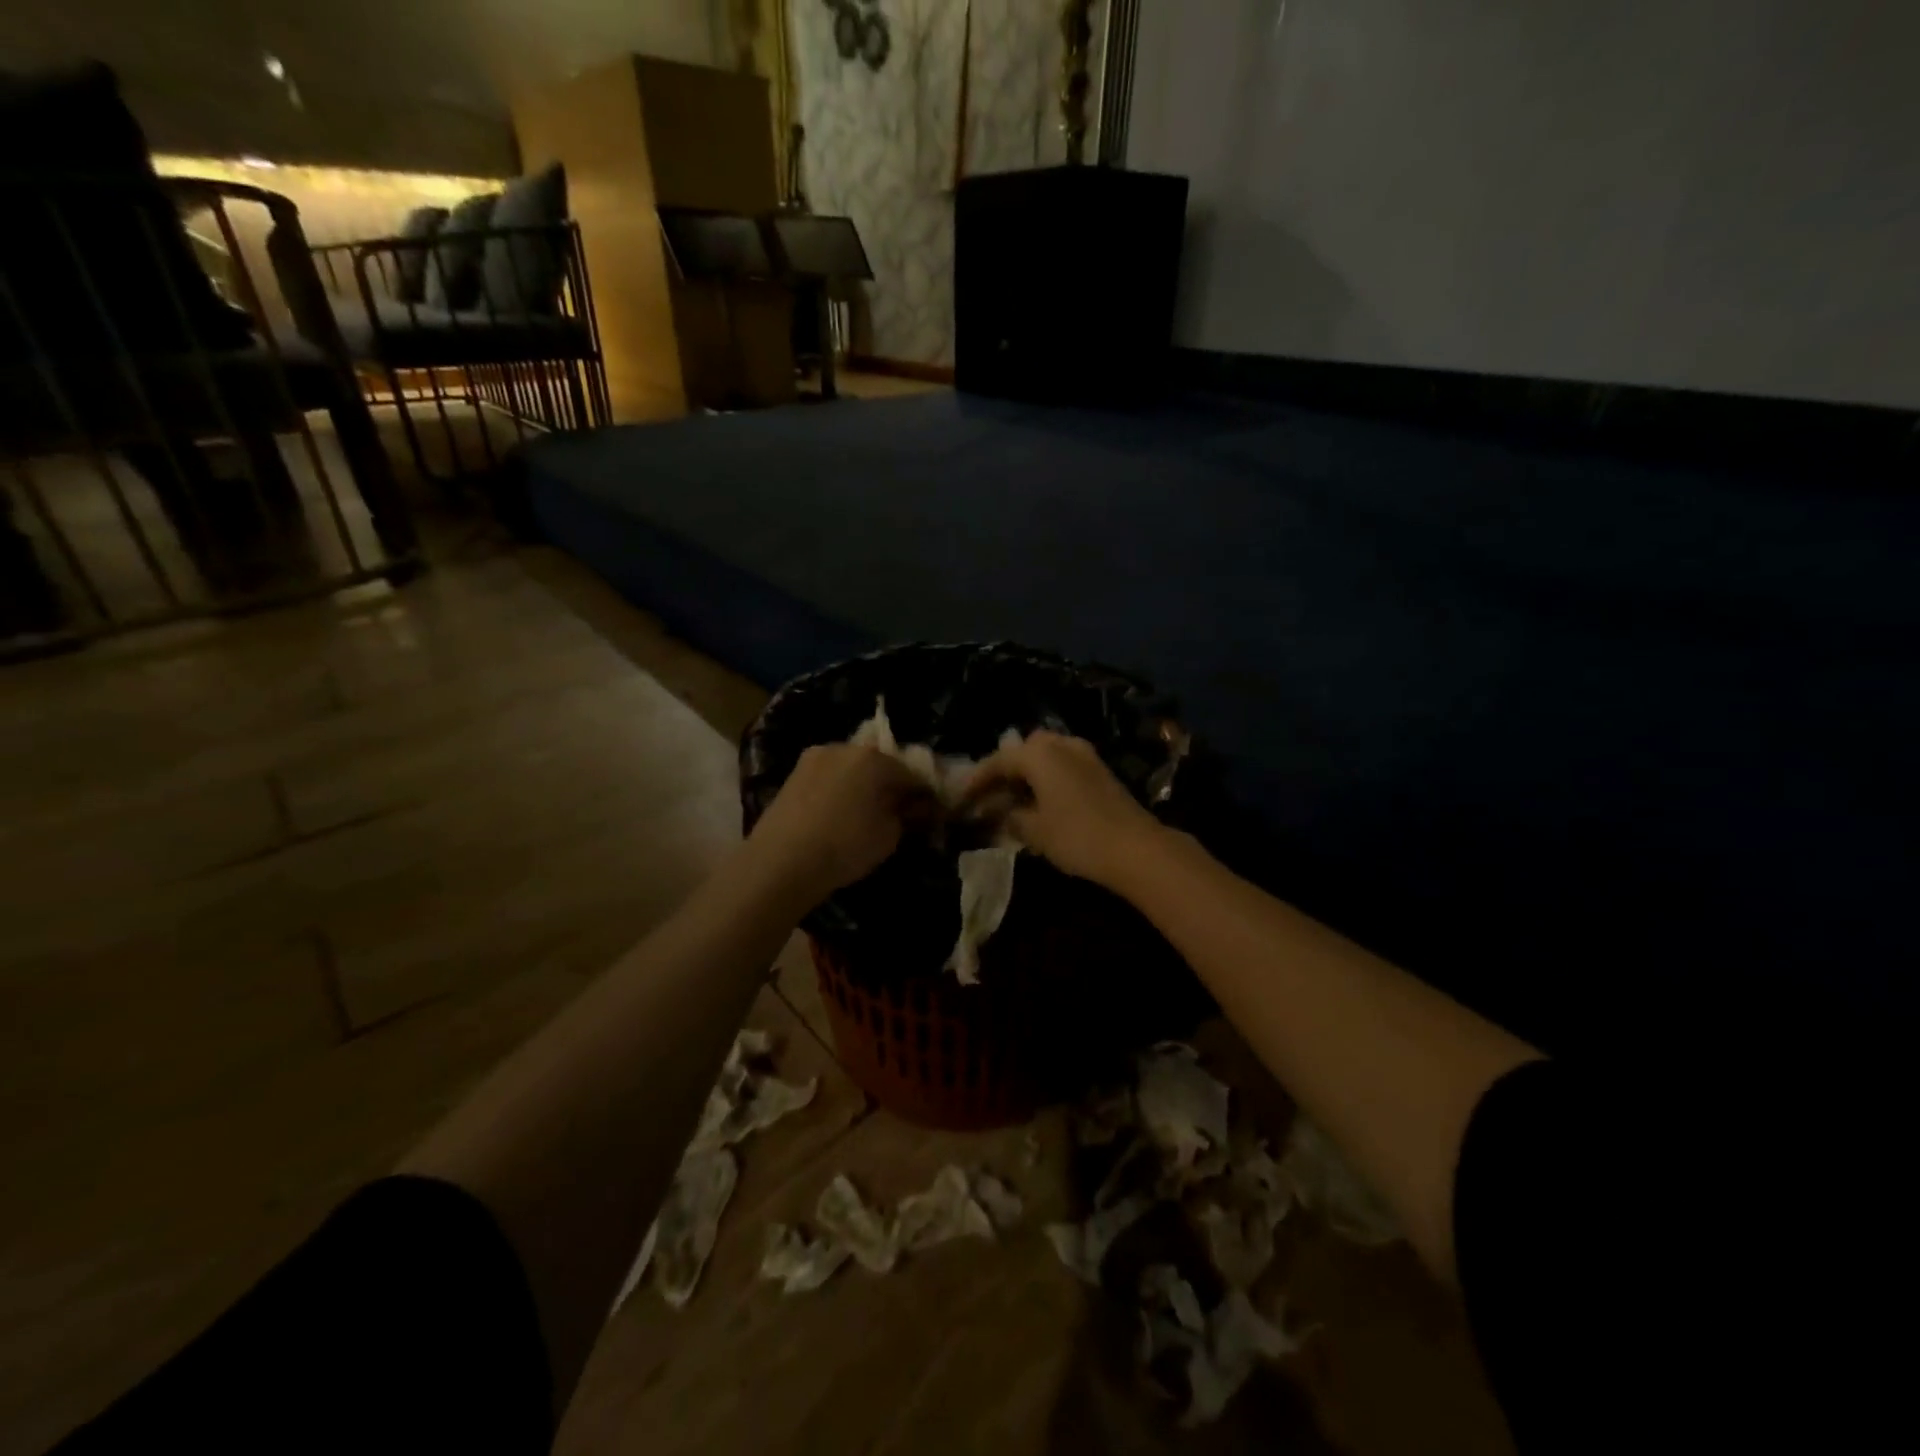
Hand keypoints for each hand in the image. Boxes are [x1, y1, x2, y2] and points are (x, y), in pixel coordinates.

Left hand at [746, 744, 928, 903]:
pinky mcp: (792, 775)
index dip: (922, 794)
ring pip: (849, 770)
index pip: (910, 773)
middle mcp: (843, 748)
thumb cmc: (844, 846)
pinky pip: (827, 779)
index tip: (929, 812)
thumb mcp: (889, 836)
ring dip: (861, 786)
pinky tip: (837, 816)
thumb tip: (912, 807)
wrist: (780, 861)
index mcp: (873, 758)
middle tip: (895, 813)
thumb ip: (905, 816)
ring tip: (862, 816)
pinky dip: (837, 792)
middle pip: (877, 765)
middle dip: (889, 786)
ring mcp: (813, 759)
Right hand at [962, 731, 1164, 887]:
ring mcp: (1084, 755)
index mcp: (1039, 753)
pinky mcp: (1100, 770)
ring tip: (1010, 801)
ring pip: (1044, 758)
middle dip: (1002, 772)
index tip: (960, 798)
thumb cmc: (1076, 836)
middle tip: (986, 797)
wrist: (1136, 847)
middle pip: (1022, 752)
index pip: (997, 761)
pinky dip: (1045, 780)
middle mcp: (1061, 744)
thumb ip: (1010, 816)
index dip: (976, 781)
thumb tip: (998, 812)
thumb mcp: (1034, 830)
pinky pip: (1061, 767)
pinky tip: (1038, 802)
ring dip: (1025, 776)